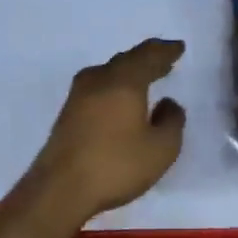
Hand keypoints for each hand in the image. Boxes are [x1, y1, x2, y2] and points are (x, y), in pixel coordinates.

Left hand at [26, 38, 187, 226]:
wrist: (59, 189)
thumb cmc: (115, 165)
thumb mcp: (160, 149)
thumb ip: (172, 122)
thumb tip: (168, 103)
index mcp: (124, 80)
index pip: (148, 55)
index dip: (165, 51)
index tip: (178, 48)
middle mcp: (100, 79)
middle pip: (127, 60)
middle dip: (147, 59)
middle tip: (164, 62)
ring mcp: (79, 94)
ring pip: (110, 72)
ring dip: (129, 72)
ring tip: (145, 78)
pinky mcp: (68, 112)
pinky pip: (98, 87)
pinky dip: (115, 86)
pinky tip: (119, 100)